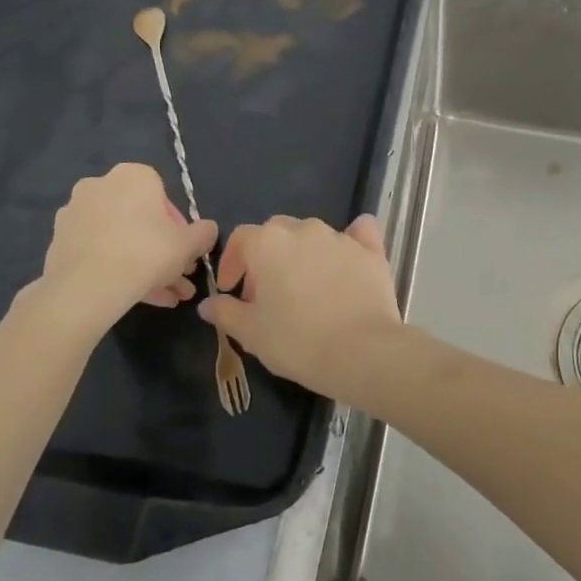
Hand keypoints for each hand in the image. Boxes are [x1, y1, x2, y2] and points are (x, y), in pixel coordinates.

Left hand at [32, 164, 217, 318]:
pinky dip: (116, 270)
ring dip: (142, 265)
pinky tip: (135, 297)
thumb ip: (203, 233)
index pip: (162, 195)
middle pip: (139, 219)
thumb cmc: (146, 252)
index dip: (177, 226)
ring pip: (119, 239)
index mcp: (132, 176)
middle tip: (177, 276)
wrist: (88, 287)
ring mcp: (74, 214)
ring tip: (164, 297)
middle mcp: (99, 186)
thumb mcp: (189, 244)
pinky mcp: (59, 242)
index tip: (183, 250)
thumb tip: (207, 231)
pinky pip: (97, 252)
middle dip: (161, 249)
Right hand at [200, 214, 401, 400]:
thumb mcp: (250, 333)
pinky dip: (353, 239)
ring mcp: (340, 237)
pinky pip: (360, 234)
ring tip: (304, 288)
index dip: (232, 262)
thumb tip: (208, 304)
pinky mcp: (371, 250)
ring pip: (314, 235)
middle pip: (278, 232)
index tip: (232, 290)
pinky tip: (349, 257)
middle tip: (267, 293)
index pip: (241, 238)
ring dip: (303, 253)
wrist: (361, 351)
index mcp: (268, 243)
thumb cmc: (296, 341)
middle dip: (267, 256)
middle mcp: (304, 230)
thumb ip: (226, 312)